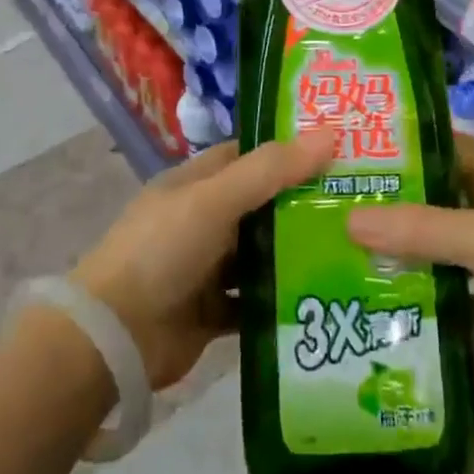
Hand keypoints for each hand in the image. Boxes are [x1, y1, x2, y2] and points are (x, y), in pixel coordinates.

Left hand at [74, 133, 335, 389]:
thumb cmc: (162, 250)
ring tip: (353, 251)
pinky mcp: (212, 312)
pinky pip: (254, 301)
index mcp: (197, 183)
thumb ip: (270, 170)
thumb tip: (329, 134)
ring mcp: (207, 267)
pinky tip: (322, 299)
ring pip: (261, 254)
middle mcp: (203, 219)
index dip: (289, 151)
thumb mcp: (215, 199)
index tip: (338, 152)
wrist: (113, 338)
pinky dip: (281, 301)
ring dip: (296, 254)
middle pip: (261, 205)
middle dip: (302, 204)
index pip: (250, 156)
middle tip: (360, 204)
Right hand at [347, 139, 473, 395]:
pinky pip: (447, 294)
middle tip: (331, 211)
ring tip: (338, 258)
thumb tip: (348, 220)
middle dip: (389, 208)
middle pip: (430, 203)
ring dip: (399, 256)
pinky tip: (375, 305)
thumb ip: (418, 229)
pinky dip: (419, 298)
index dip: (400, 146)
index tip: (351, 152)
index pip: (438, 148)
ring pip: (435, 250)